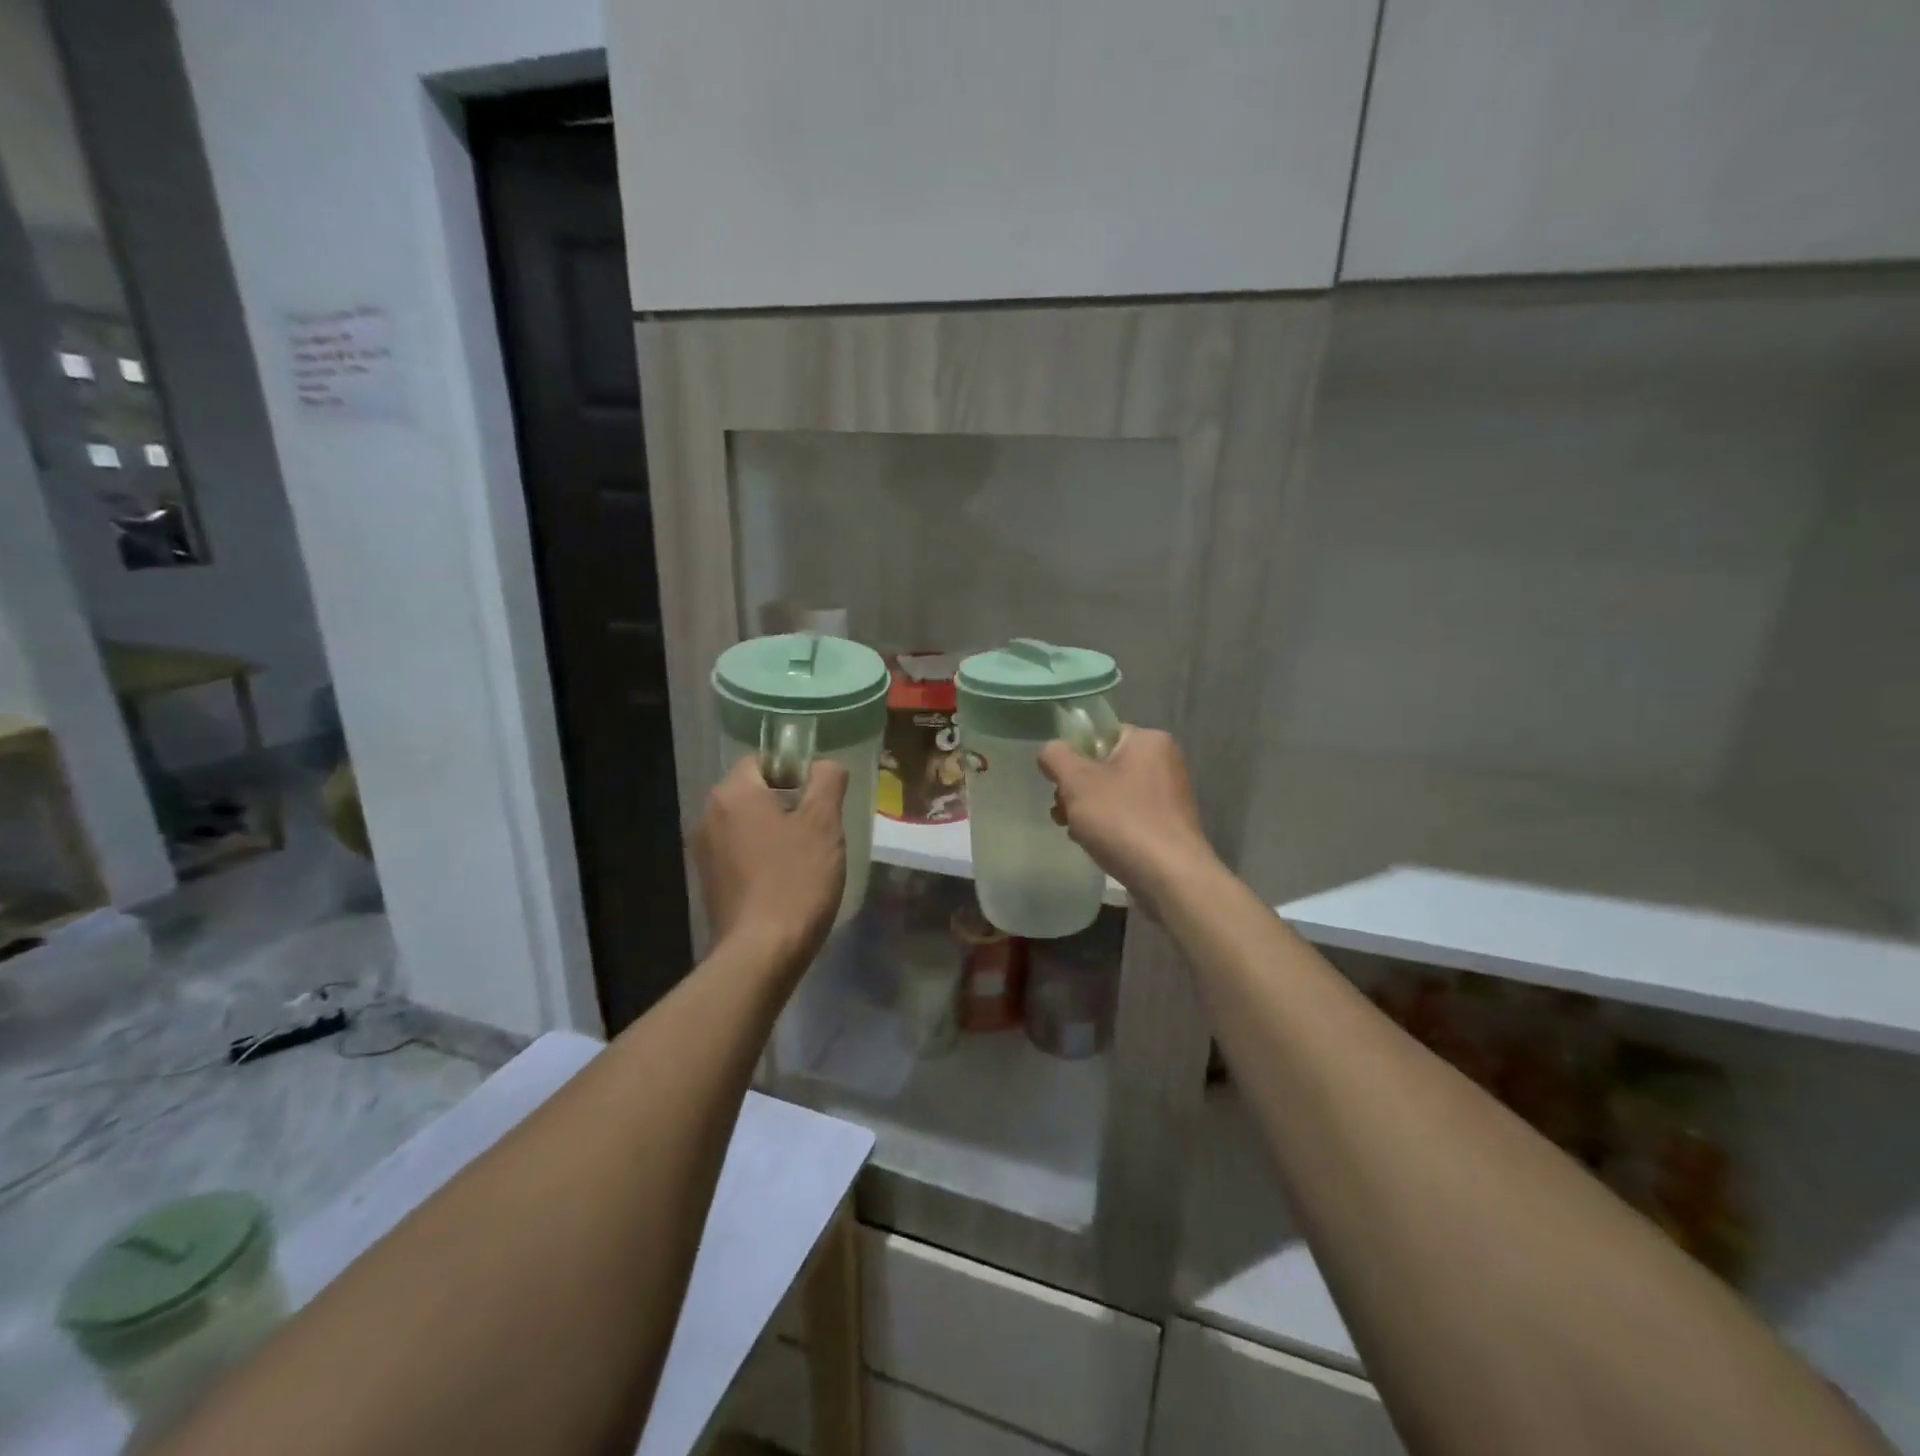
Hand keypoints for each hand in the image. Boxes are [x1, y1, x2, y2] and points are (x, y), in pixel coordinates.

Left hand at [694, 755, 848, 965]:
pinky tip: (784, 881)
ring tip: (805, 858)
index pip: (762, 761)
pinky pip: (739, 853)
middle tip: (819, 829)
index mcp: (733, 794)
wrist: (761, 953)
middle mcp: (708, 816)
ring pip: (747, 824)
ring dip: (774, 831)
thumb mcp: (823, 824)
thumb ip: (827, 782)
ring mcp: (704, 852)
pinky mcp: (708, 882)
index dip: (794, 771)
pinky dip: (761, 857)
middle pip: (753, 792)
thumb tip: (824, 765)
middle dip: (787, 803)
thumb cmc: (795, 880)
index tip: (819, 799)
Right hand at [1038, 727, 1217, 903]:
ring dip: (1087, 810)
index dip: (1073, 756)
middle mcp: (1164, 762)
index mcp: (1148, 741)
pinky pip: (1128, 815)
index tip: (1058, 783)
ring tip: (1074, 832)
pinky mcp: (1168, 825)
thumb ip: (1056, 757)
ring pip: (1113, 794)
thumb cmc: (1122, 820)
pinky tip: (1095, 845)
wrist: (1170, 878)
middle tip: (1062, 811)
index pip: (1100, 735)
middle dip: (1076, 789)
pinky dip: (1109, 826)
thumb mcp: (1076, 782)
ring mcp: (1169, 795)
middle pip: (1103, 766)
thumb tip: (1051, 751)